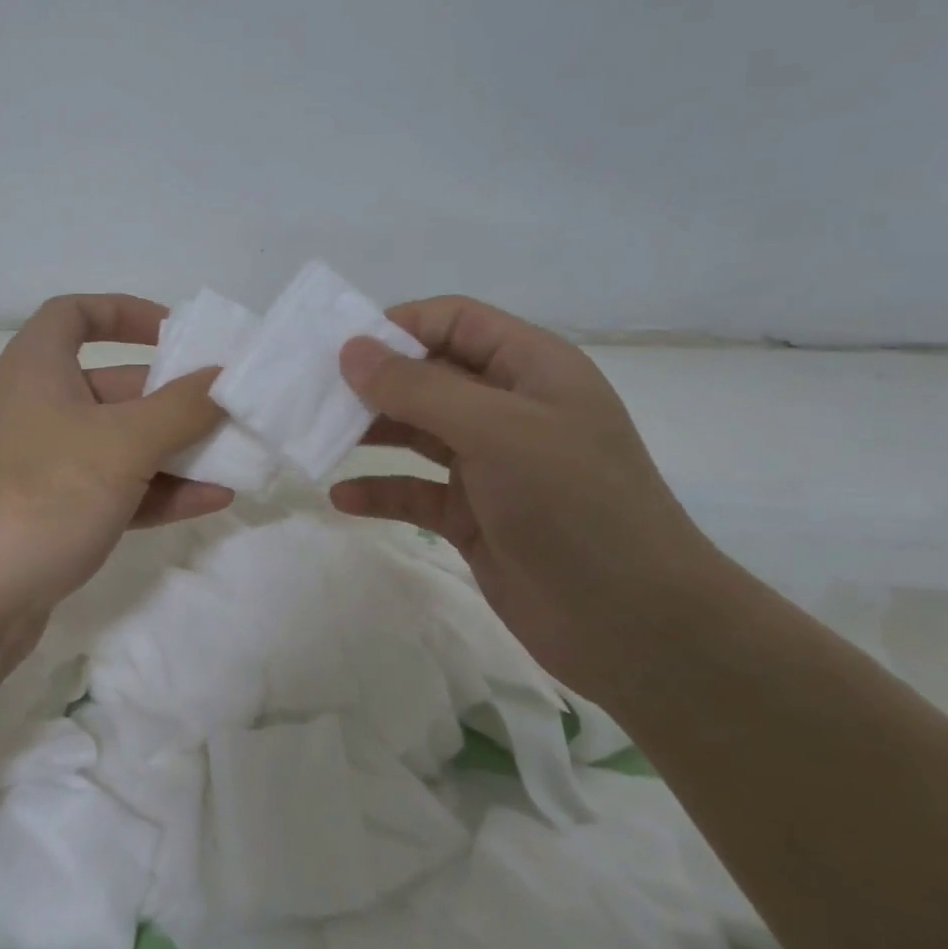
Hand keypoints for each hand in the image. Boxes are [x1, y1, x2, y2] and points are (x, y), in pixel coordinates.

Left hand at [0, 294, 231, 652]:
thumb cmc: (43, 496)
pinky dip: (157, 490)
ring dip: (173, 450)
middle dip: (171, 398)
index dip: (124, 312)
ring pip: (118, 444)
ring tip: (233, 459)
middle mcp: (36, 409)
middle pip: (112, 386)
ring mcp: (42, 466)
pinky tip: (210, 500)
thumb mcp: (123, 444)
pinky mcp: (51, 515)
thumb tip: (225, 376)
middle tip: (224, 409)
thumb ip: (181, 407)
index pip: (74, 314)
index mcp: (37, 369)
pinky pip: (114, 489)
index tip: (173, 333)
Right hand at [331, 296, 724, 696]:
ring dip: (370, 434)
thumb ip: (421, 388)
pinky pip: (415, 491)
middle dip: (373, 383)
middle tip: (314, 397)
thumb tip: (352, 349)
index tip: (340, 349)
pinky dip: (380, 491)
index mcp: (531, 369)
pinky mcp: (473, 516)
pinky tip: (342, 498)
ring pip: (416, 433)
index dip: (398, 326)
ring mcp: (491, 465)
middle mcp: (509, 409)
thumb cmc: (574, 506)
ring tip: (319, 440)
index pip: (454, 322)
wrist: (633, 626)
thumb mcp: (498, 431)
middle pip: (428, 376)